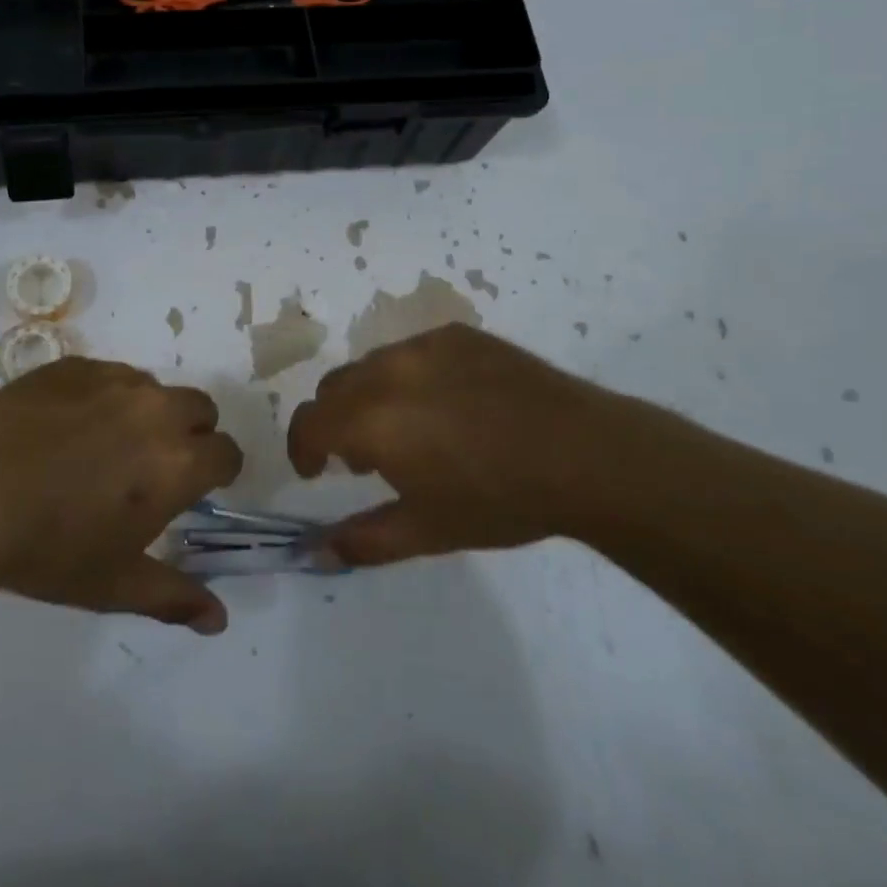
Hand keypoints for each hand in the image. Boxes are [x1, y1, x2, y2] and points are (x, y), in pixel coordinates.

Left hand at [0, 358, 242, 632]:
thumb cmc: (49, 549)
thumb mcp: (115, 585)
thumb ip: (176, 597)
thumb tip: (220, 619)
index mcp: (178, 461)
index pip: (228, 453)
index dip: (218, 472)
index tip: (197, 488)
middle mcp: (156, 410)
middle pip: (200, 408)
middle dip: (191, 433)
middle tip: (152, 466)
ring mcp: (113, 380)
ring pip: (154, 388)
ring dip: (147, 412)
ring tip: (105, 444)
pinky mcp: (74, 366)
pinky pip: (109, 374)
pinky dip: (105, 396)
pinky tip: (67, 426)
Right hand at [287, 324, 676, 566]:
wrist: (584, 454)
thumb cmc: (500, 500)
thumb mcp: (428, 531)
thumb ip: (364, 541)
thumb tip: (317, 551)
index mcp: (370, 420)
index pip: (308, 422)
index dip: (302, 448)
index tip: (318, 473)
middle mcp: (386, 372)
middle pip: (334, 389)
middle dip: (335, 423)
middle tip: (367, 458)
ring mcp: (422, 346)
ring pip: (371, 367)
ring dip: (370, 397)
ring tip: (411, 429)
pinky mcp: (455, 335)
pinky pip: (412, 353)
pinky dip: (410, 378)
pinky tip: (452, 405)